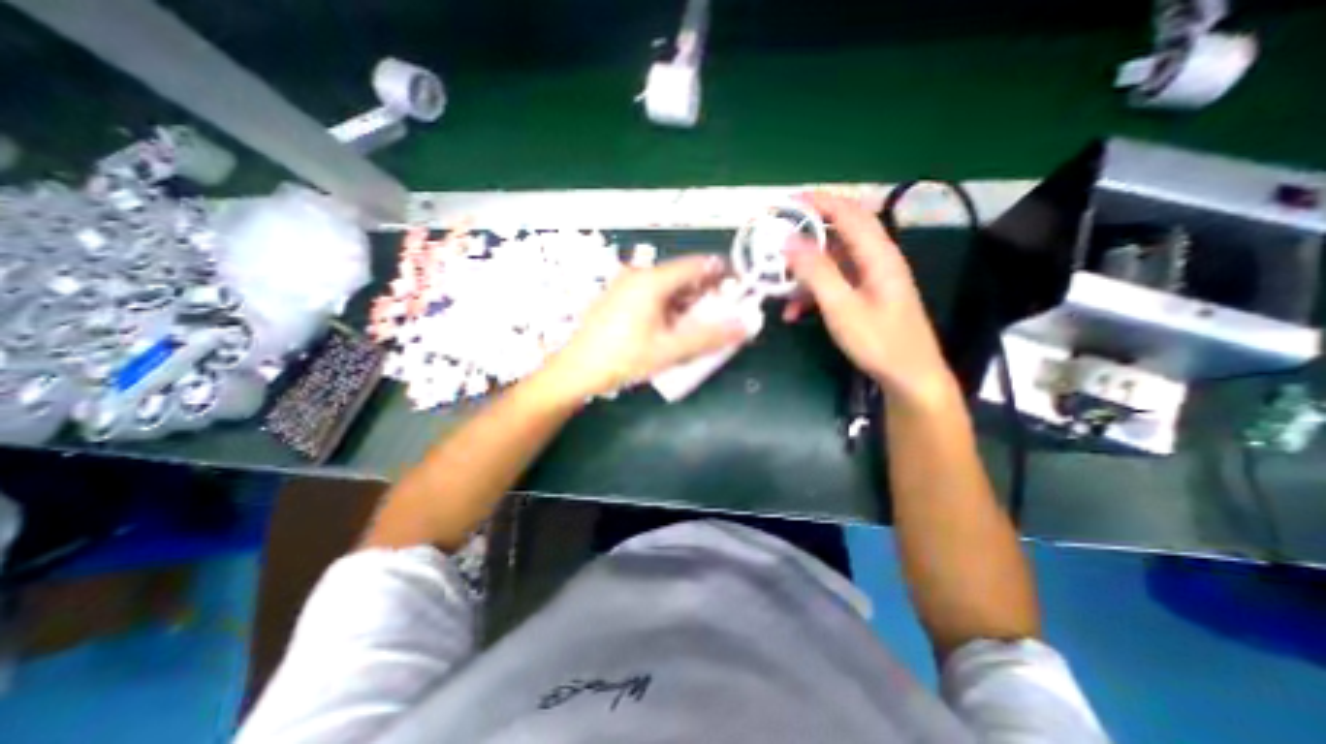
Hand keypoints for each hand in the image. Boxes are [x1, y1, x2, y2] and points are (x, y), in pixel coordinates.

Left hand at [538, 253, 743, 399]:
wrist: (576, 371)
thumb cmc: (623, 359)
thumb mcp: (669, 350)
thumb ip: (709, 337)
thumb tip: (744, 326)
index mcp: (652, 280)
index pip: (697, 264)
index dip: (722, 275)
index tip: (738, 293)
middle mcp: (639, 275)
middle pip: (683, 276)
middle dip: (705, 295)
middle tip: (720, 318)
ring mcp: (626, 285)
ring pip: (668, 288)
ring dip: (687, 305)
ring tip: (698, 328)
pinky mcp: (619, 298)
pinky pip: (653, 296)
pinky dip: (670, 309)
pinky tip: (672, 330)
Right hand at [779, 190, 959, 406]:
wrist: (908, 376)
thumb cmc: (878, 341)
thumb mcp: (841, 307)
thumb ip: (816, 272)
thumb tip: (789, 240)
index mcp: (878, 254)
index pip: (848, 212)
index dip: (818, 202)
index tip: (785, 203)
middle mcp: (876, 259)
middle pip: (839, 232)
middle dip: (806, 232)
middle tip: (775, 237)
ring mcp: (870, 278)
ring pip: (832, 260)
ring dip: (805, 269)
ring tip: (778, 281)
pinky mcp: (864, 295)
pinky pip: (834, 282)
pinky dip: (812, 291)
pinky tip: (793, 312)